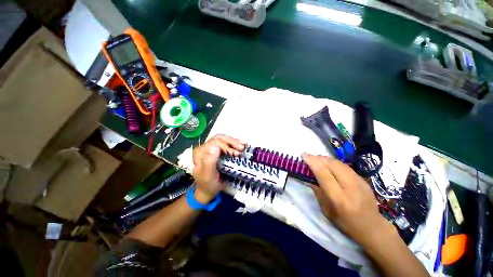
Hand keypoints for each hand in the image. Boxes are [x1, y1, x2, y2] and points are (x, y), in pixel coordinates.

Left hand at [192, 135, 245, 203]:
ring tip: (244, 145)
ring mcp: (212, 148)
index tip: (236, 153)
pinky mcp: (218, 150)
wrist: (210, 189)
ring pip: (224, 139)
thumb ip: (209, 161)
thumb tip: (215, 147)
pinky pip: (227, 143)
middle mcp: (205, 148)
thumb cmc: (208, 183)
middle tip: (242, 148)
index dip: (226, 146)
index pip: (214, 143)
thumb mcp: (208, 175)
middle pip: (220, 138)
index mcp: (200, 152)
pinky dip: (235, 143)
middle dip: (232, 141)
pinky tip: (242, 144)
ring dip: (235, 141)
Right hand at [302, 153, 393, 244]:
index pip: (324, 174)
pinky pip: (344, 165)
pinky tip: (328, 163)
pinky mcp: (362, 178)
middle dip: (318, 158)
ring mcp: (359, 181)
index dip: (313, 162)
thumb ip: (317, 191)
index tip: (304, 155)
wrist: (372, 227)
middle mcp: (350, 187)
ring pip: (338, 163)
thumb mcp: (326, 210)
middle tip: (308, 156)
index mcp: (339, 198)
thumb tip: (308, 176)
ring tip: (316, 158)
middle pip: (332, 165)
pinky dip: (333, 162)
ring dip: (325, 158)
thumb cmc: (345, 222)